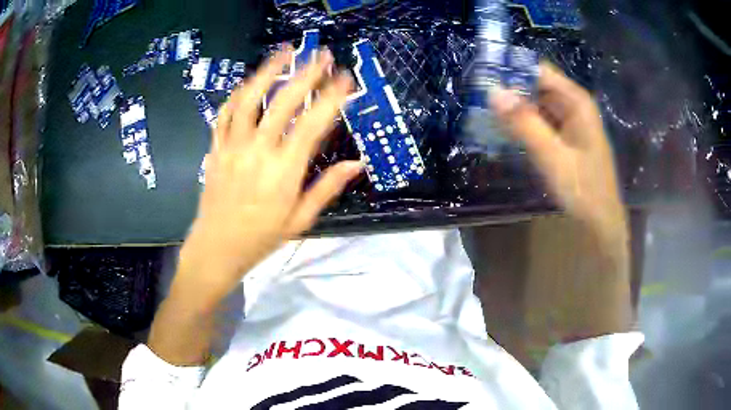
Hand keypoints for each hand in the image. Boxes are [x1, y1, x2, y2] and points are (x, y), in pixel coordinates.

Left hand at [176, 48, 361, 306]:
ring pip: (249, 100)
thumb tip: (357, 164)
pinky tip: (249, 81)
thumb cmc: (261, 237)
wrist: (216, 247)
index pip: (313, 124)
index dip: (332, 98)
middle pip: (283, 102)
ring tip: (284, 52)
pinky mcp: (216, 148)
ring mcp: (233, 146)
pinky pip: (225, 114)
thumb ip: (327, 188)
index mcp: (284, 171)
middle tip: (322, 55)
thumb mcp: (301, 219)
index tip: (346, 79)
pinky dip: (238, 93)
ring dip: (268, 72)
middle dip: (306, 74)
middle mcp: (258, 151)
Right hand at [490, 63, 628, 255]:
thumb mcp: (553, 157)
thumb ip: (524, 123)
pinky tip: (503, 129)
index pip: (538, 71)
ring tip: (482, 111)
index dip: (511, 69)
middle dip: (509, 89)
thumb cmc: (584, 190)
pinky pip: (539, 121)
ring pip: (536, 103)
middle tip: (476, 96)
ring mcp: (569, 121)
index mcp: (576, 101)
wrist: (601, 223)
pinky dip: (522, 123)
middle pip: (536, 85)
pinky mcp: (564, 136)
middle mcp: (573, 105)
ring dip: (513, 107)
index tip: (482, 76)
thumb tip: (492, 91)